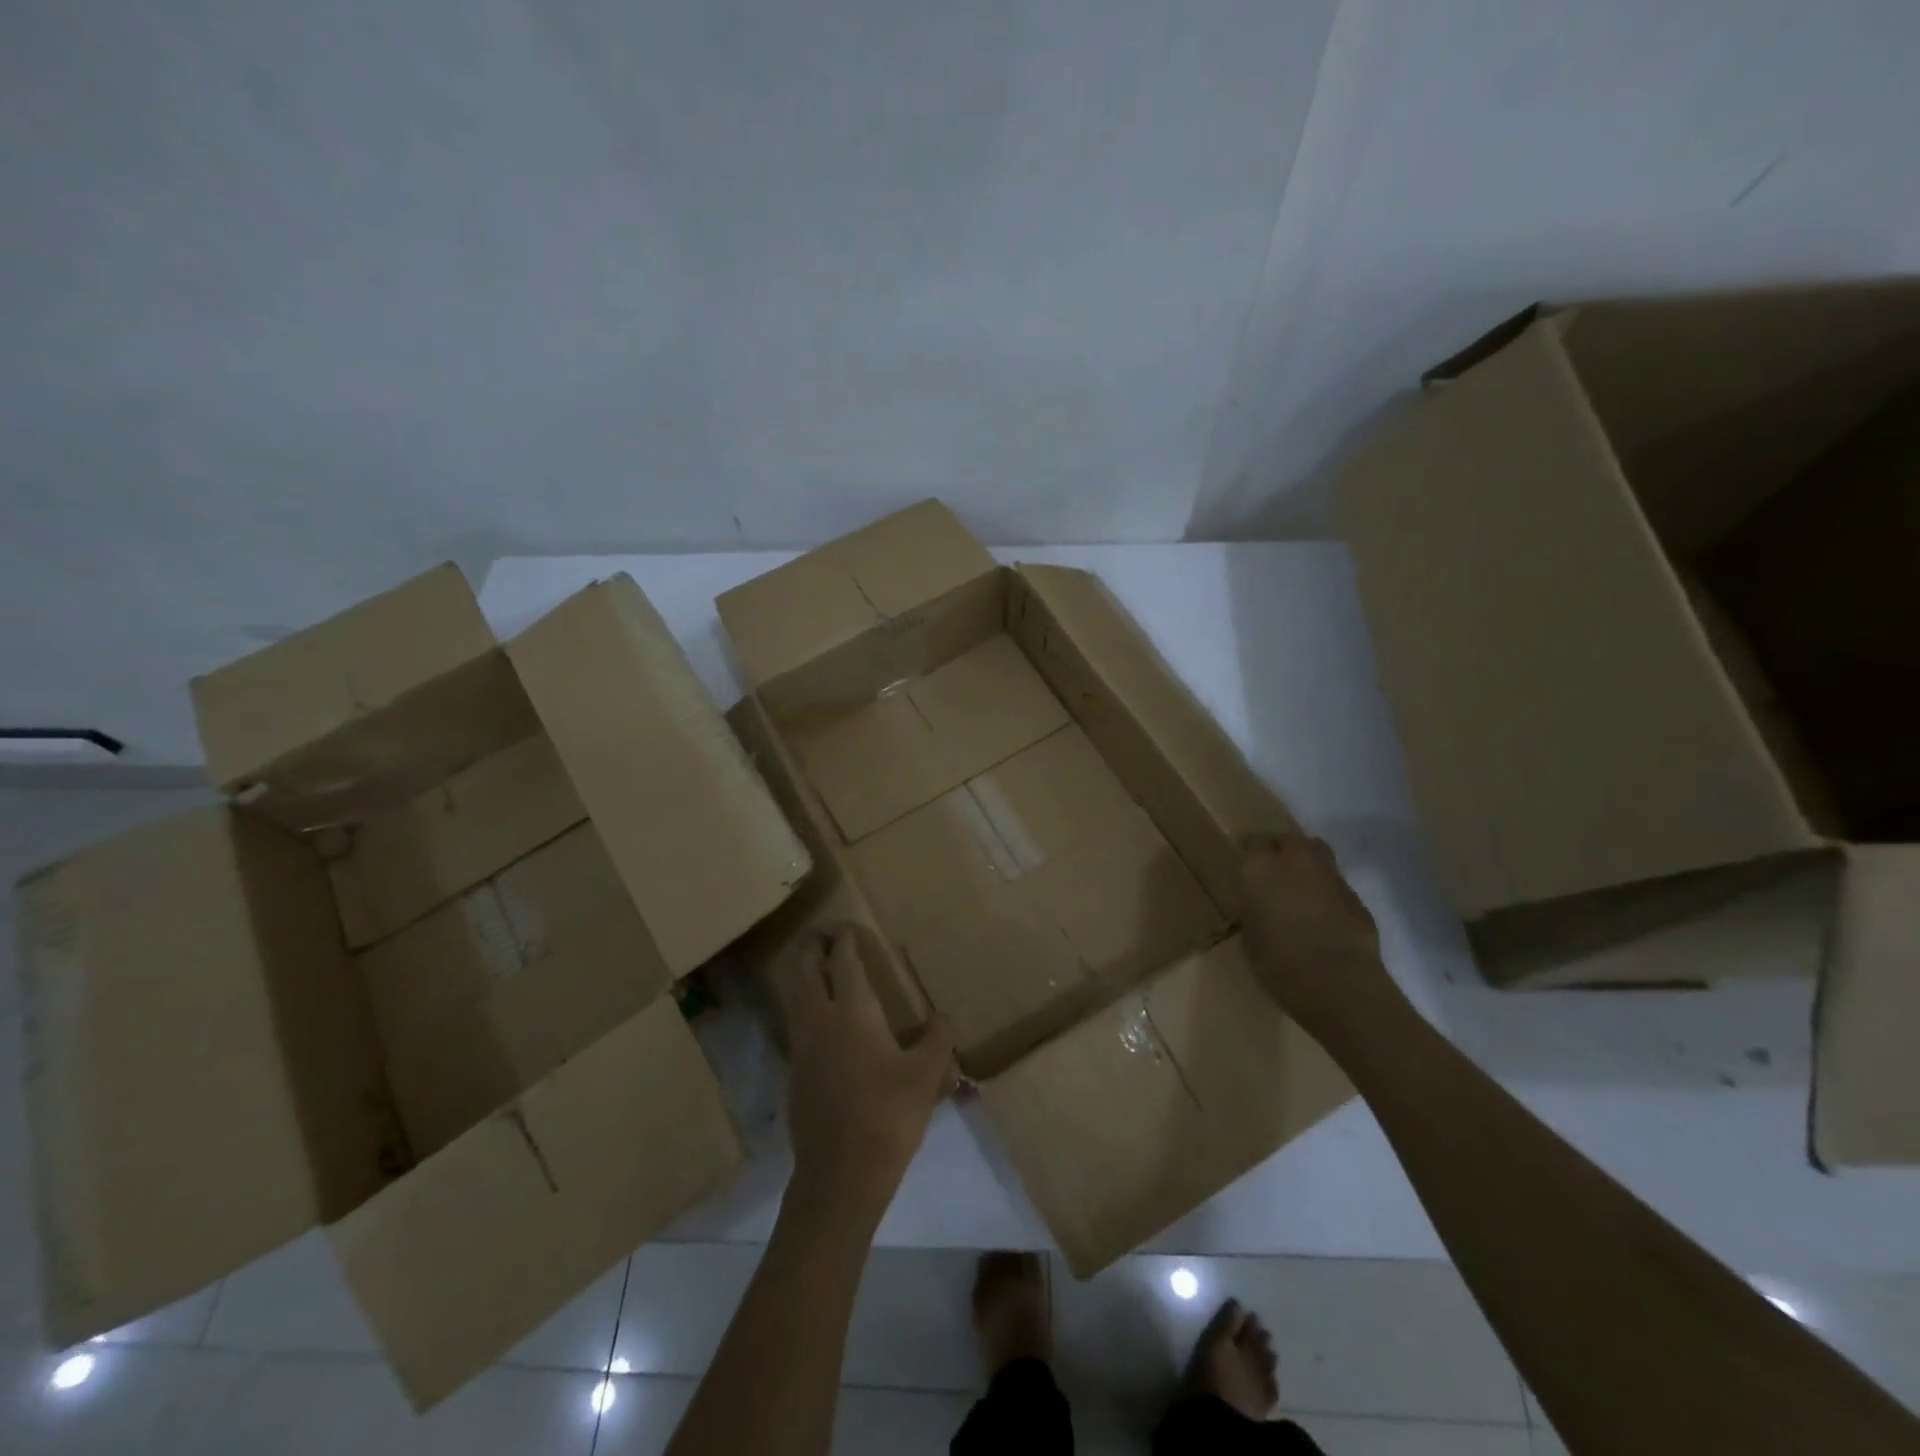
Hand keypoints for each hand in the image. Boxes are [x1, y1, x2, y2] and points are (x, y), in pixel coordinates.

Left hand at [773, 924, 953, 1224]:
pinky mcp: (795, 1071)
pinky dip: (802, 1002)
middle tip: (825, 935)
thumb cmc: (888, 1116)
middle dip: (810, 945)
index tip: (848, 926)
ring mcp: (802, 1045)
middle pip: (802, 967)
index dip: (844, 938)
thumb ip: (937, 1040)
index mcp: (853, 1012)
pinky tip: (823, 1017)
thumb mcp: (926, 1076)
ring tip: (819, 965)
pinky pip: (794, 1019)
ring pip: (792, 993)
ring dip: (801, 971)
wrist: (840, 1175)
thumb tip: (943, 1017)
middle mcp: (820, 1020)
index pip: (842, 960)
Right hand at [1237, 834, 1400, 1033]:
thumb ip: (1255, 912)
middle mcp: (1295, 862)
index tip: (1247, 866)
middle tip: (1275, 871)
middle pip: (1289, 840)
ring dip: (1308, 865)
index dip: (1251, 853)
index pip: (1252, 843)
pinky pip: (1336, 884)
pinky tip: (1325, 915)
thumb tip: (1261, 908)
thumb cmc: (1279, 963)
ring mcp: (1330, 876)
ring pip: (1318, 854)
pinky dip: (1328, 892)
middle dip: (1282, 849)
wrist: (1338, 983)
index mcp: (1260, 869)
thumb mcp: (1251, 937)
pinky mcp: (1356, 897)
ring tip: (1301, 888)